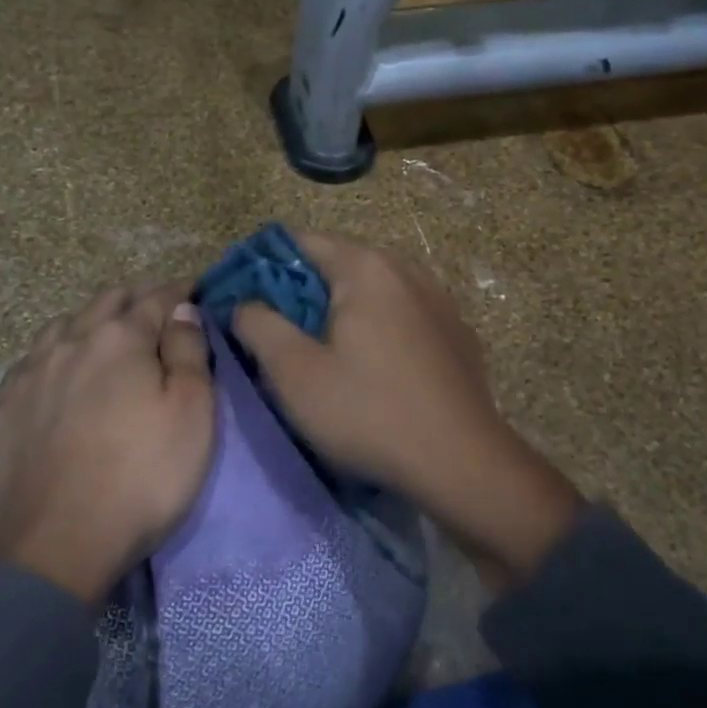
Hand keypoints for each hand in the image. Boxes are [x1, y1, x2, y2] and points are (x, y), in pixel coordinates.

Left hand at [0, 281, 214, 604]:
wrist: (56, 548)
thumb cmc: (142, 477)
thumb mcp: (192, 413)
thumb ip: (189, 351)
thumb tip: (182, 309)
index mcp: (120, 338)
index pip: (156, 298)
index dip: (179, 291)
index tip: (194, 290)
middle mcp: (71, 341)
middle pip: (107, 301)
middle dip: (136, 298)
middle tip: (157, 310)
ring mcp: (31, 372)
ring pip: (63, 324)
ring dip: (91, 320)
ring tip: (106, 336)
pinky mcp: (4, 407)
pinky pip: (32, 359)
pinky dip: (55, 352)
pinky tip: (58, 370)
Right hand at [234, 232, 582, 590]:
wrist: (464, 465)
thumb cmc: (369, 412)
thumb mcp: (294, 373)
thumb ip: (258, 325)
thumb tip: (243, 303)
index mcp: (365, 267)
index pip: (300, 243)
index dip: (263, 266)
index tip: (242, 299)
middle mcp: (406, 269)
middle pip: (338, 263)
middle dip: (302, 291)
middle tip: (275, 331)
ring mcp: (438, 299)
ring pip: (373, 290)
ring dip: (342, 310)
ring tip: (322, 350)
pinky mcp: (457, 332)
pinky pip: (403, 314)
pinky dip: (378, 326)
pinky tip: (373, 367)